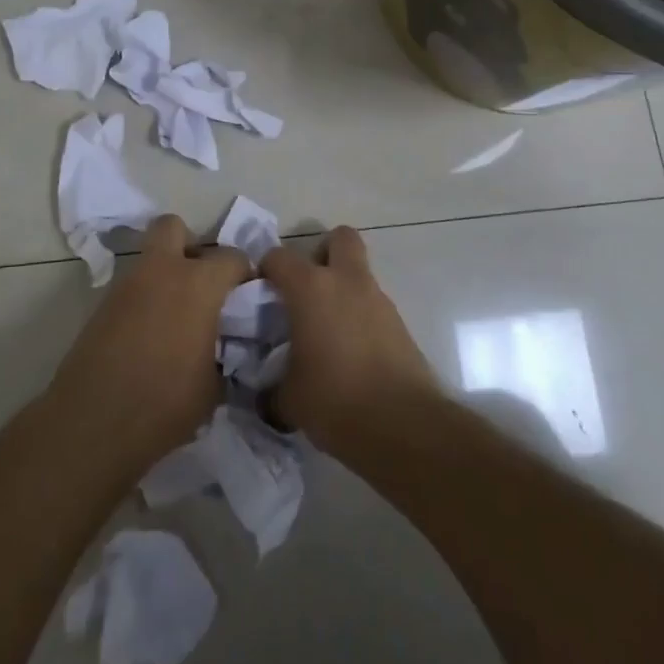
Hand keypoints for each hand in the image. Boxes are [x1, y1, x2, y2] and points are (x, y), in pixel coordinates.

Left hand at [45, 214, 250, 475]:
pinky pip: (132, 289)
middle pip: (173, 227)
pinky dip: (145, 300)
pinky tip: (152, 335)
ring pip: (149, 259)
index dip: (244, 274)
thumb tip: (224, 352)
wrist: (92, 423)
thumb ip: (225, 355)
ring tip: (177, 318)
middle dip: (190, 245)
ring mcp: (126, 285)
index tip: (247, 296)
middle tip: (201, 283)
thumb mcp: (214, 387)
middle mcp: (161, 271)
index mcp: (198, 284)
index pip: (232, 258)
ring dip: (165, 275)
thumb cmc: (165, 403)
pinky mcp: (102, 306)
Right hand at [261, 225, 440, 458]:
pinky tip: (350, 353)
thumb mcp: (287, 398)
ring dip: (343, 289)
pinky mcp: (400, 324)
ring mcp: (378, 300)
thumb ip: (271, 384)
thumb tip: (266, 391)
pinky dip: (360, 317)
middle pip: (340, 237)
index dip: (266, 270)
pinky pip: (373, 306)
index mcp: (311, 288)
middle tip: (307, 288)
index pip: (279, 257)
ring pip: (359, 274)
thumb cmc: (334, 401)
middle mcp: (347, 282)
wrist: (403, 426)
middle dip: (322, 253)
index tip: (260, 294)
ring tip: (327, 331)